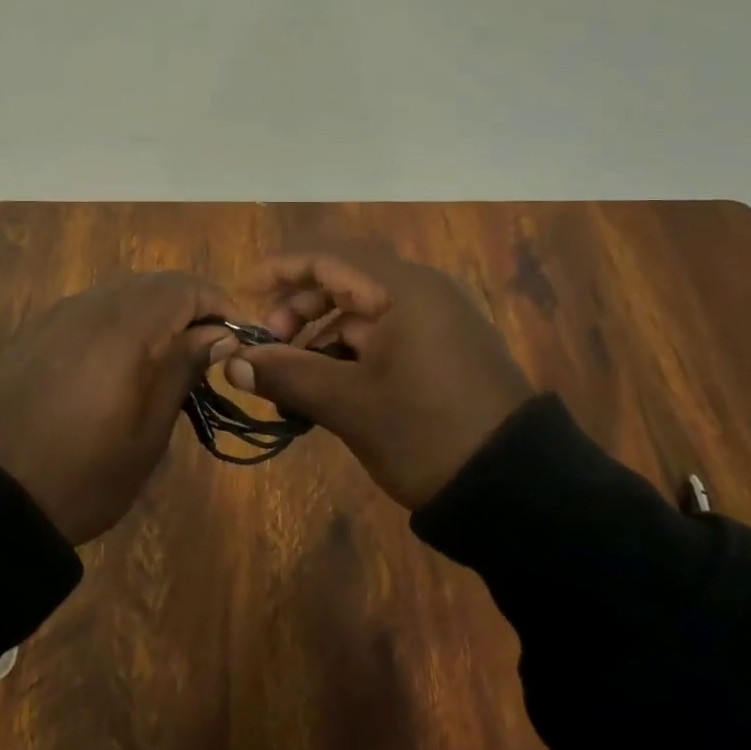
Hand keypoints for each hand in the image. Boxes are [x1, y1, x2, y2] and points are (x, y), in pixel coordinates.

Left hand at [0, 272, 234, 544]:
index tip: (238, 337)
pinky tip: (121, 359)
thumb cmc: (82, 474)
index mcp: (124, 327)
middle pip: (153, 283)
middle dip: (189, 306)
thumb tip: (218, 334)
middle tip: (209, 348)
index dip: (219, 303)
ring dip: (153, 311)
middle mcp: (90, 307)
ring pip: (120, 292)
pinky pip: (89, 309)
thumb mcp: (147, 433)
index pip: (184, 287)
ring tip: (169, 354)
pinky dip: (119, 321)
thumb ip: (182, 369)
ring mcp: (57, 317)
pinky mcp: (34, 333)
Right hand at [218, 242, 536, 508]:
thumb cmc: (427, 433)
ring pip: (362, 311)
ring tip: (293, 372)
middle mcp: (421, 292)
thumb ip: (287, 374)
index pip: (328, 257)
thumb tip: (231, 361)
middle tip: (270, 344)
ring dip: (321, 333)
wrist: (518, 491)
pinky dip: (349, 351)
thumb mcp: (349, 404)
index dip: (281, 269)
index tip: (244, 291)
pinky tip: (328, 383)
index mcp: (403, 289)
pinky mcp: (443, 351)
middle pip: (343, 280)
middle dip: (299, 307)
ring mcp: (436, 322)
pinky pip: (383, 334)